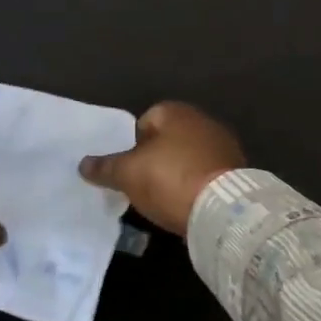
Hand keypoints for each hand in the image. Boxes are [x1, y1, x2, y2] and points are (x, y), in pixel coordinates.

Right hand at [78, 101, 245, 233]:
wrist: (223, 209)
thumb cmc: (170, 179)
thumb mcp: (127, 174)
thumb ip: (105, 167)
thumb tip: (83, 163)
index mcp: (175, 111)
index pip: (144, 121)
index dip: (132, 144)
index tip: (127, 168)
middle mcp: (202, 120)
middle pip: (168, 138)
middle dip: (155, 158)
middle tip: (142, 183)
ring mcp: (223, 145)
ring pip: (189, 156)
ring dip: (178, 172)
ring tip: (164, 198)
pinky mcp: (237, 170)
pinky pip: (206, 173)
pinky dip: (196, 184)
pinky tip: (188, 203)